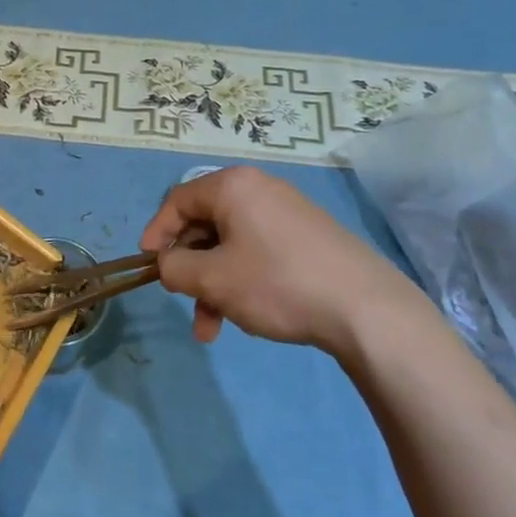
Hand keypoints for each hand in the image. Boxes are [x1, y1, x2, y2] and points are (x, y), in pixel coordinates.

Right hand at [140, 167, 418, 352]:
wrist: (367, 309)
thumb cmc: (277, 283)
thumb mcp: (213, 279)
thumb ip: (175, 268)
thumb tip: (168, 264)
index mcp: (232, 187)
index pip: (177, 200)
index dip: (157, 233)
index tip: (148, 266)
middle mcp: (259, 189)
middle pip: (205, 224)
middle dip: (190, 269)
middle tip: (184, 303)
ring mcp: (287, 212)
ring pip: (232, 244)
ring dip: (215, 284)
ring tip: (213, 330)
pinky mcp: (309, 236)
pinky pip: (259, 251)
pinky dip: (243, 279)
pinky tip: (249, 314)